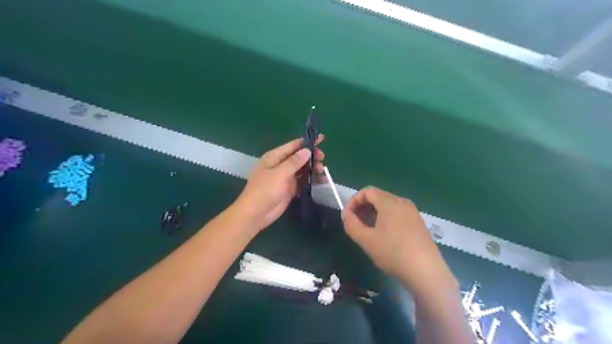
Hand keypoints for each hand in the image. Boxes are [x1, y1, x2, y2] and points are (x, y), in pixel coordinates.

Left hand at [232, 136, 324, 232]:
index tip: (322, 139)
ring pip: (303, 169)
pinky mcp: (290, 189)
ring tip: (323, 171)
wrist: (256, 214)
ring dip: (313, 168)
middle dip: (312, 156)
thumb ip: (294, 162)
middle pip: (299, 157)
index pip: (293, 145)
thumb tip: (307, 150)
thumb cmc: (264, 190)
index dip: (307, 142)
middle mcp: (281, 165)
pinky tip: (322, 180)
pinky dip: (312, 180)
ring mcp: (285, 177)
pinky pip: (303, 181)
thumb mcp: (279, 173)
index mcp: (275, 157)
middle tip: (322, 159)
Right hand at [342, 187, 455, 296]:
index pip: (367, 191)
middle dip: (363, 207)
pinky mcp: (418, 222)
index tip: (347, 216)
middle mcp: (402, 202)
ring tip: (367, 230)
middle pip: (378, 196)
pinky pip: (397, 213)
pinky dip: (385, 218)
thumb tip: (345, 213)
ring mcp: (412, 212)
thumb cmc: (393, 253)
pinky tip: (383, 235)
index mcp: (390, 202)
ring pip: (387, 205)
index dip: (354, 201)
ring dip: (373, 213)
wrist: (426, 272)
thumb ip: (351, 224)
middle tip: (355, 223)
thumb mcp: (366, 240)